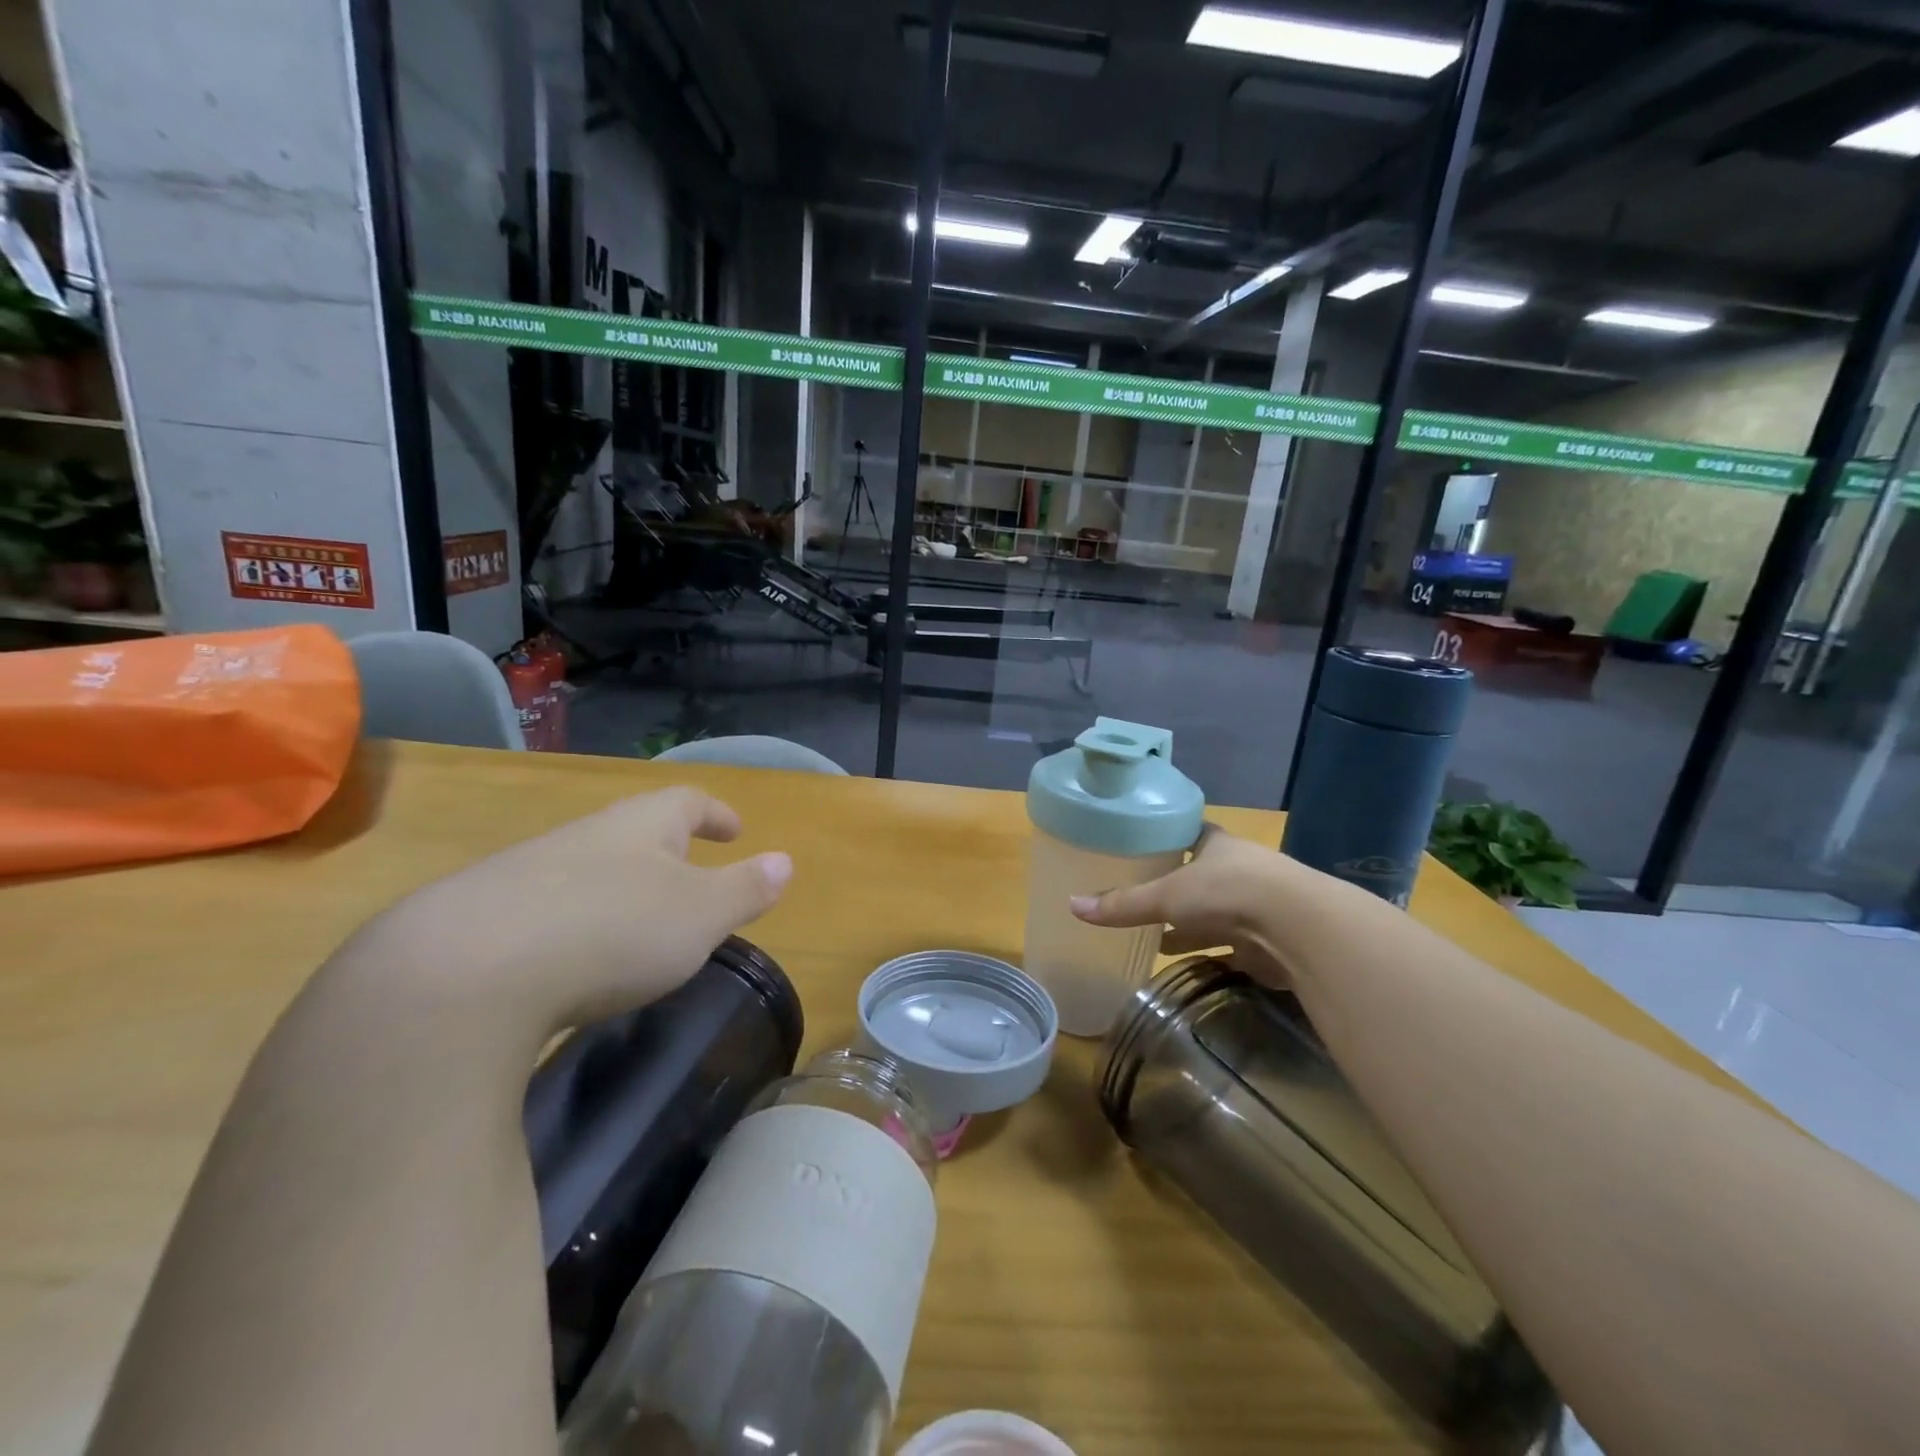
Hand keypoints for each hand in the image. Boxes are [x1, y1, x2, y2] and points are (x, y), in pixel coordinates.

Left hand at [336, 788, 792, 1049]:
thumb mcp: (700, 915)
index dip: (714, 814)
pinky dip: (569, 921)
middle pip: (633, 829)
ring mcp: (525, 872)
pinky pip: (541, 907)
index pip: (687, 801)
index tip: (734, 830)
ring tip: (632, 922)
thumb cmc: (613, 930)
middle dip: (664, 849)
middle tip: (687, 876)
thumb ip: (745, 888)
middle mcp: (584, 836)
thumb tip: (785, 862)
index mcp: (641, 826)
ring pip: (585, 867)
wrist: (464, 971)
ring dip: (615, 886)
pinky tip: (567, 959)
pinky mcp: (478, 917)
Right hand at [1070, 826, 1298, 986]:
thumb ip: (1123, 904)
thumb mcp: (1167, 895)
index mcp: (1215, 844)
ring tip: (1154, 934)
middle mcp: (1236, 869)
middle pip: (1199, 874)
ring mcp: (1254, 905)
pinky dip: (1205, 951)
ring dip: (1190, 923)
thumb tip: (1072, 905)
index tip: (1141, 845)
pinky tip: (1181, 960)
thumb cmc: (1227, 892)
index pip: (1187, 833)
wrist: (1297, 928)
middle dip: (1174, 885)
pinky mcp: (1263, 940)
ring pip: (1213, 912)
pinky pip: (1226, 944)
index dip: (1166, 838)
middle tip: (1140, 893)